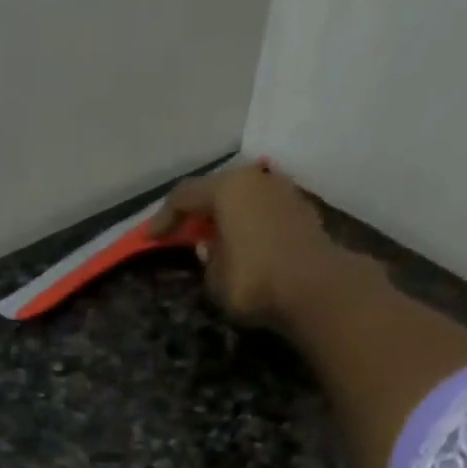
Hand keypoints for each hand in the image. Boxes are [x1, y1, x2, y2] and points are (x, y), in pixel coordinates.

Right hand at [150, 162, 344, 329]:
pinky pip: (264, 212)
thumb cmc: (255, 281)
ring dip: (227, 217)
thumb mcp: (216, 278)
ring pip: (244, 198)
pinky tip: (244, 245)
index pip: (184, 196)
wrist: (316, 288)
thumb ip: (207, 259)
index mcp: (227, 189)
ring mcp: (283, 191)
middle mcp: (256, 179)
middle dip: (198, 212)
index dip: (164, 218)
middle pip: (218, 190)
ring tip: (215, 240)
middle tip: (183, 233)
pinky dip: (249, 225)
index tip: (150, 237)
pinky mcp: (302, 211)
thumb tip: (208, 246)